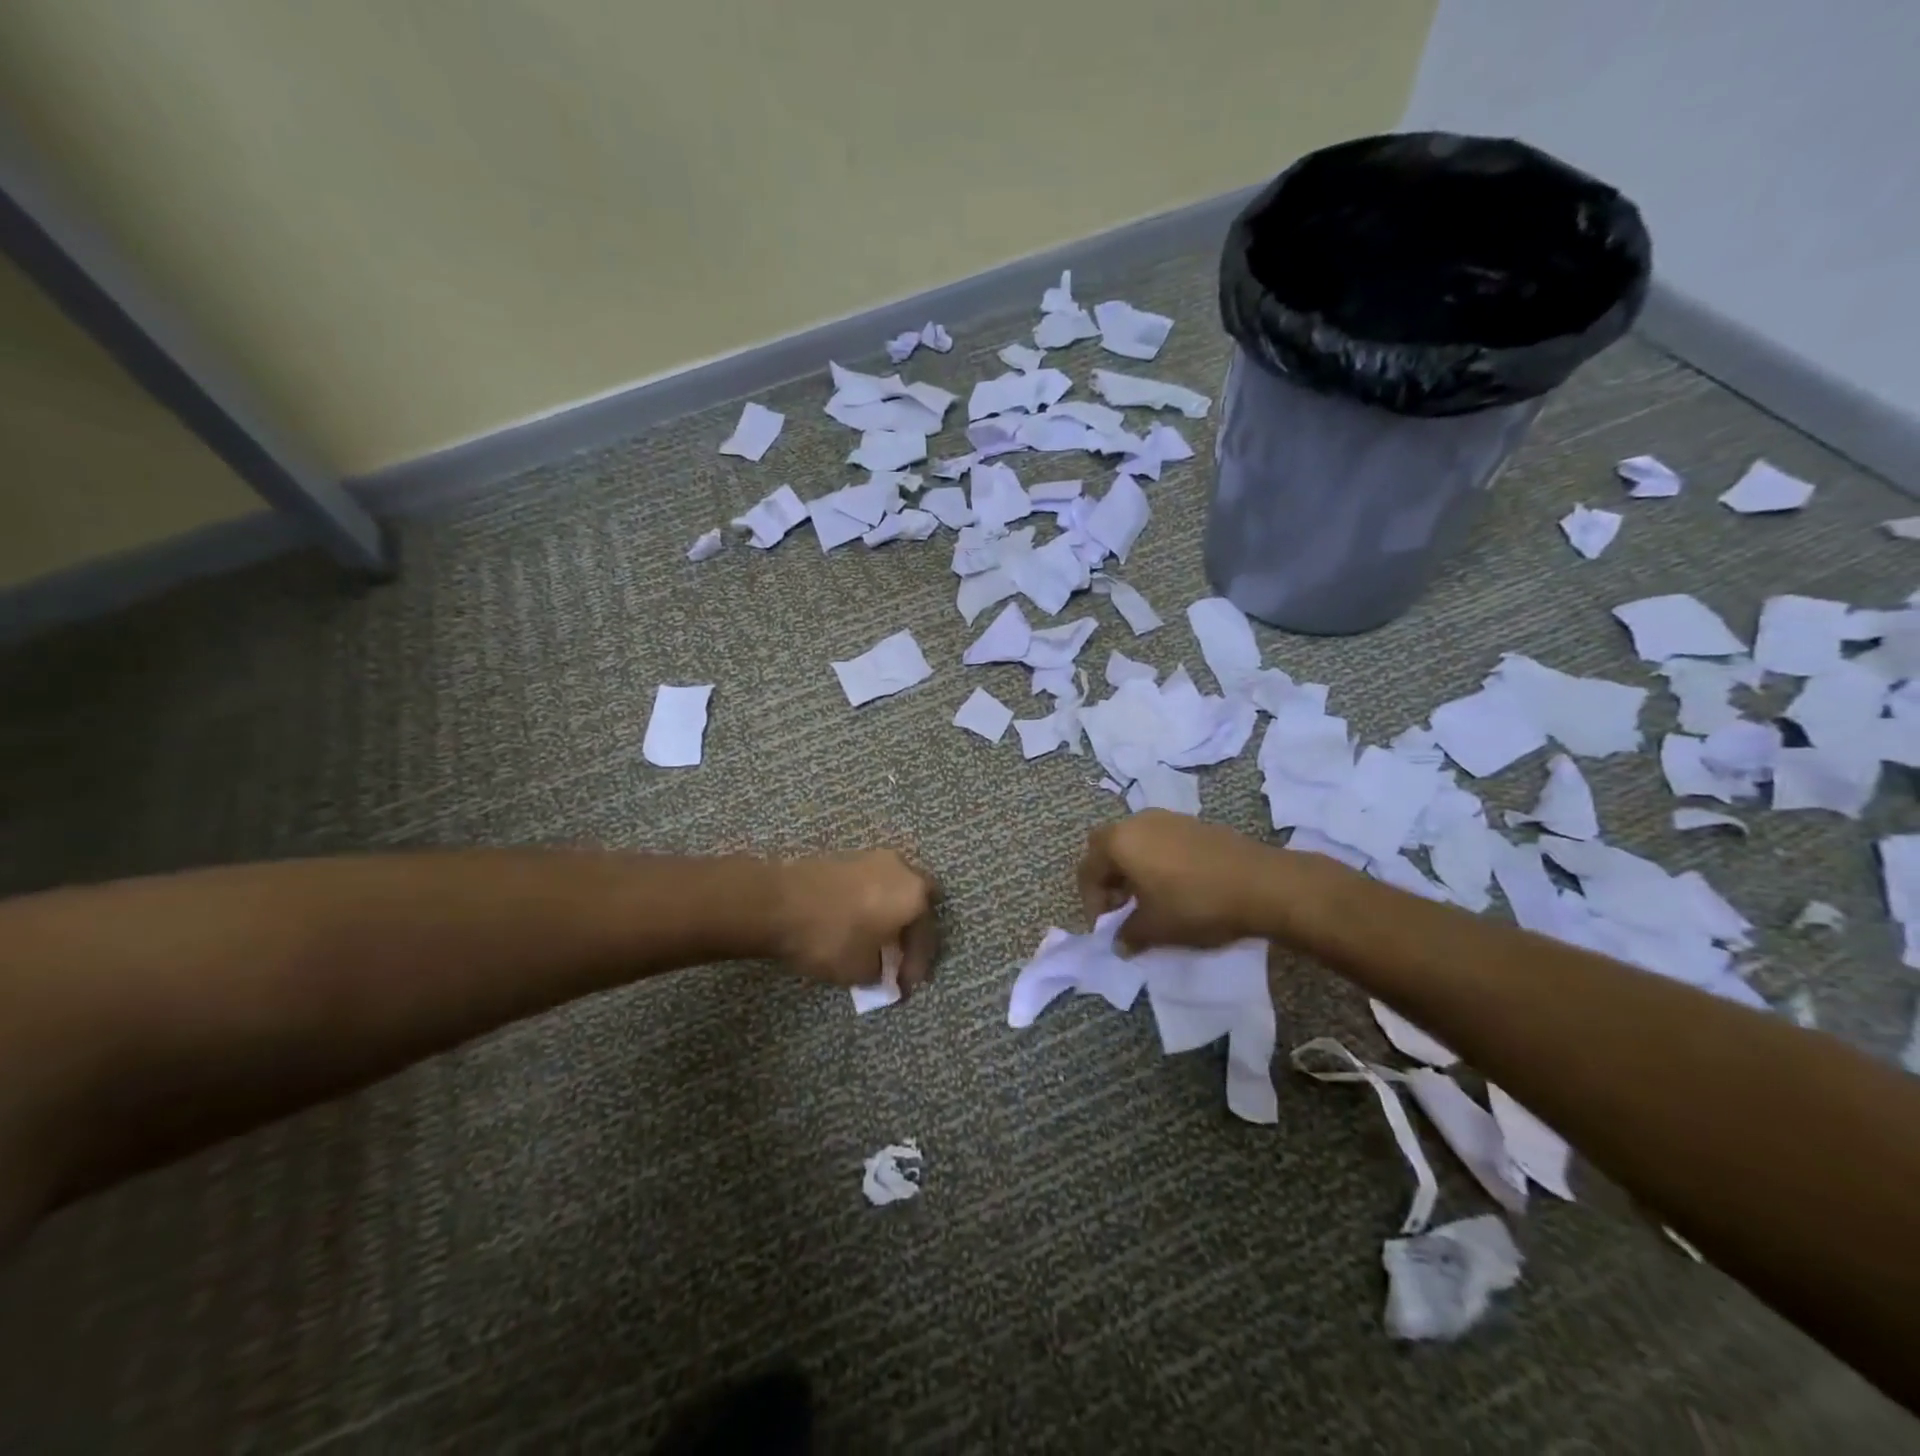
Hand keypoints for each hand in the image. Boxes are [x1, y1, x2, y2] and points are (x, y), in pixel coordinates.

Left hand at [770, 850, 939, 992]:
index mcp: (914, 895)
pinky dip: (870, 904)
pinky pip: (871, 884)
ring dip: (890, 914)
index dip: (916, 966)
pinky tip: (856, 923)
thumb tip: (882, 974)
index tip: (903, 987)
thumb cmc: (830, 937)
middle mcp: (901, 869)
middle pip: (918, 902)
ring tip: (876, 941)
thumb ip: (881, 974)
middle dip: (911, 929)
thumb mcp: (860, 970)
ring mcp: (873, 858)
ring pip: (894, 889)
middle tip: (899, 954)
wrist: (777, 902)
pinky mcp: (847, 857)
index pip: (926, 936)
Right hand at [1077, 811, 1278, 950]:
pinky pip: (1161, 841)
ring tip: (1149, 899)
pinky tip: (1176, 887)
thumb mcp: (1156, 928)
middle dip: (1108, 877)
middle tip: (1122, 907)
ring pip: (1136, 841)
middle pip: (1108, 847)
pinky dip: (1157, 861)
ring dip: (1133, 869)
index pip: (1088, 869)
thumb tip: (1118, 943)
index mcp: (1120, 842)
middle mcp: (1138, 822)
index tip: (1106, 927)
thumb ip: (1129, 935)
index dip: (1091, 901)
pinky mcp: (1195, 824)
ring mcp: (1169, 819)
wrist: (1262, 884)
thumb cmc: (1196, 904)